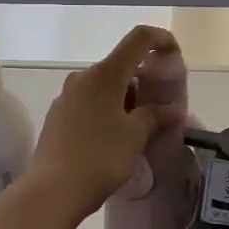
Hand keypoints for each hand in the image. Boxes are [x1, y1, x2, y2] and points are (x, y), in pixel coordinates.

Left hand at [30, 25, 184, 219]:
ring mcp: (66, 96)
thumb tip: (172, 109)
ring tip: (139, 129)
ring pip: (104, 86)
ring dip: (124, 99)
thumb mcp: (135, 136)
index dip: (161, 39)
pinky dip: (106, 111)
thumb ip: (156, 116)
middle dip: (143, 81)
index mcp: (105, 73)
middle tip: (160, 108)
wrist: (53, 190)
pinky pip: (89, 103)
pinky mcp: (57, 115)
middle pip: (120, 65)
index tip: (175, 54)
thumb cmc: (100, 157)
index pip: (138, 39)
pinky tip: (113, 138)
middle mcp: (82, 77)